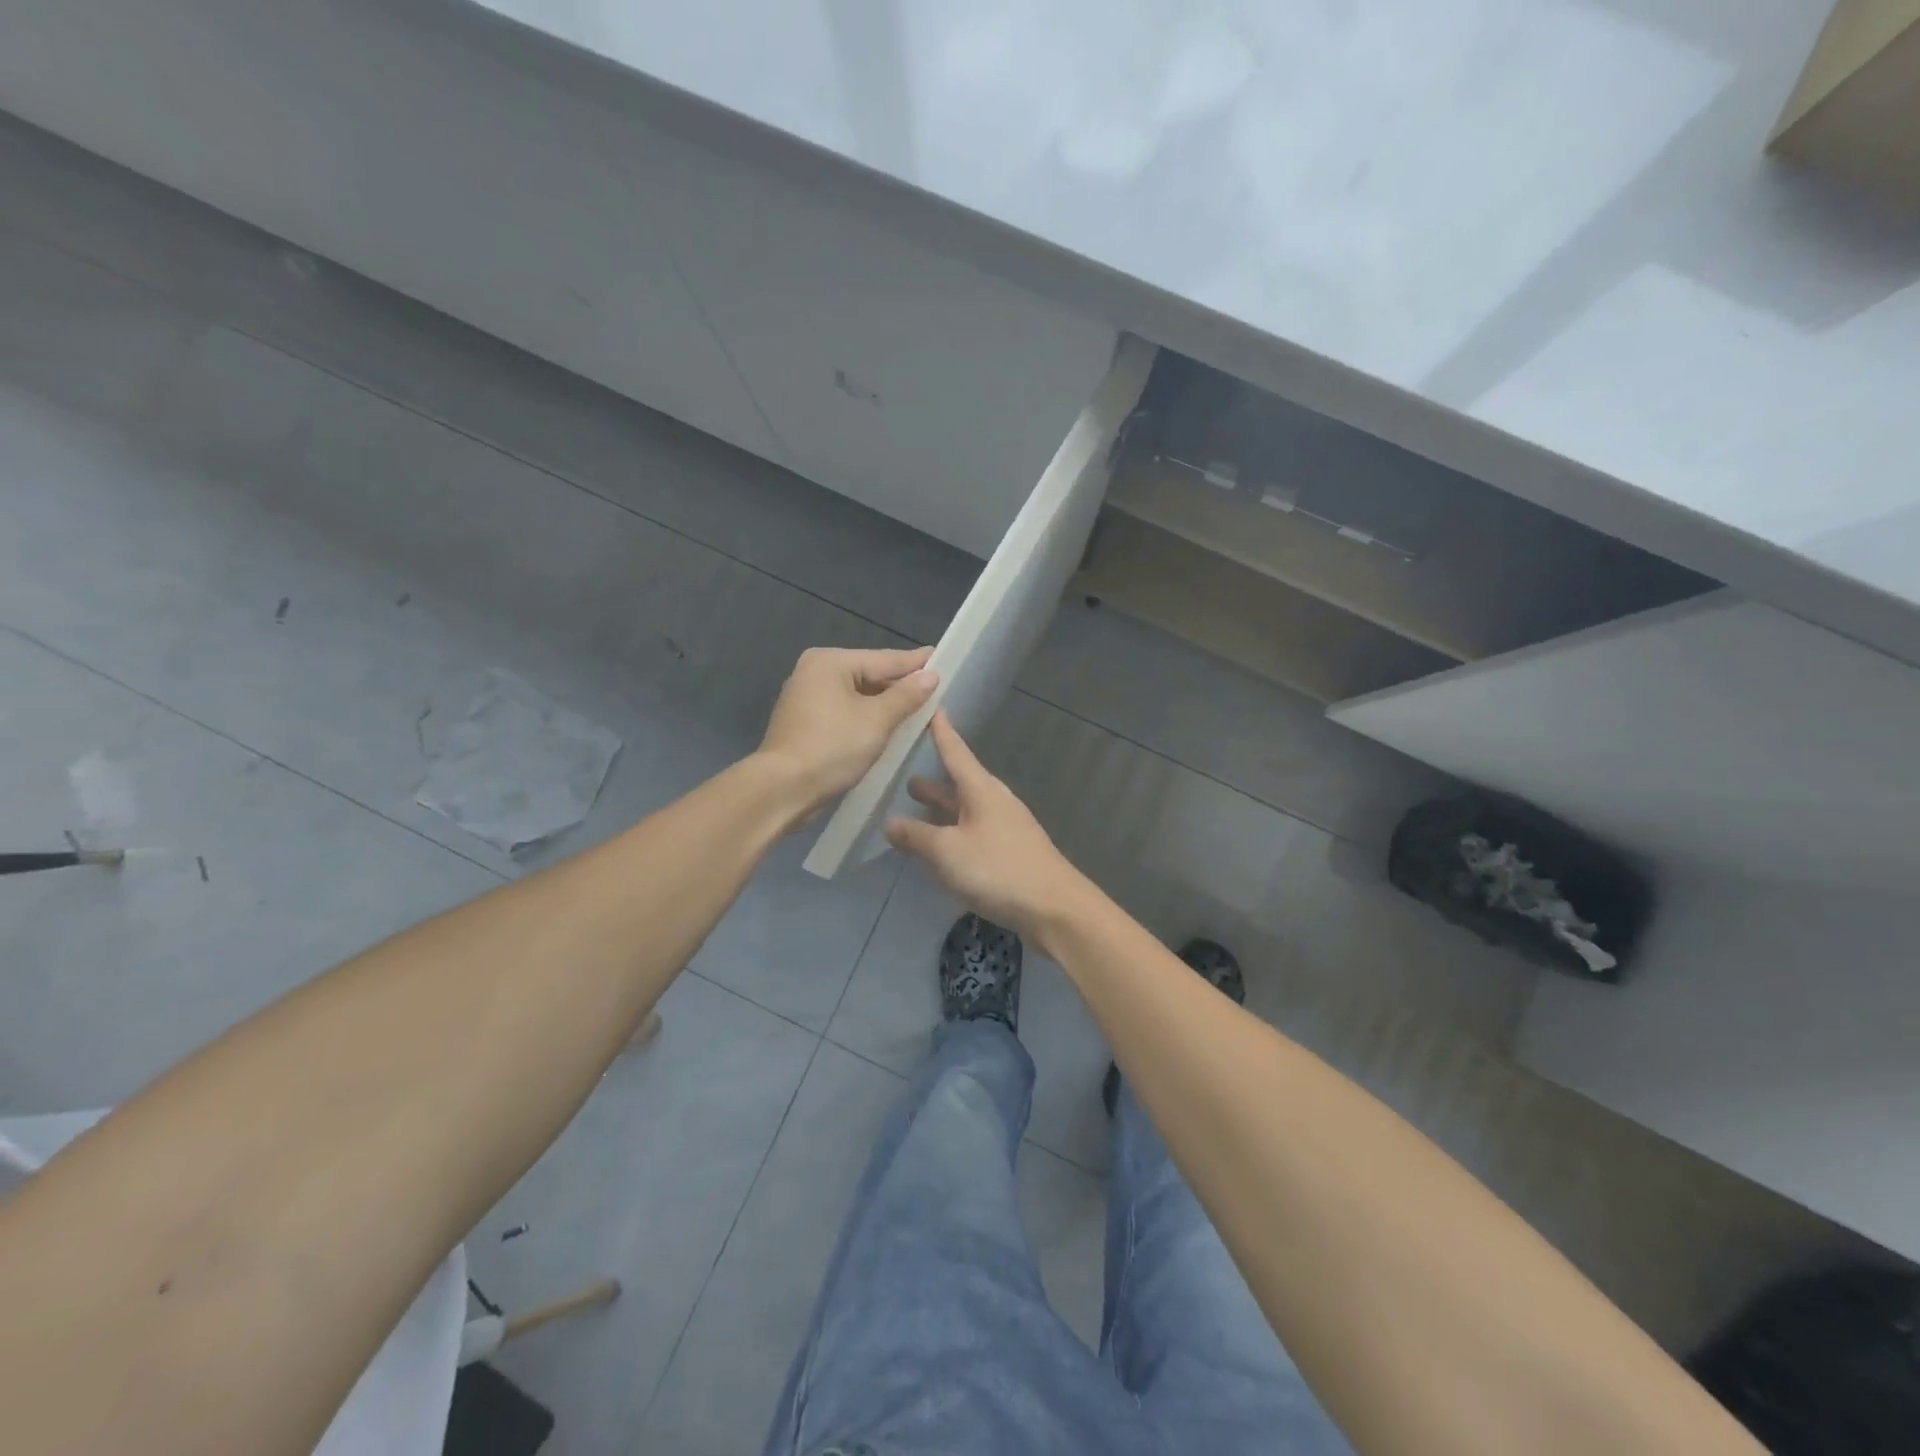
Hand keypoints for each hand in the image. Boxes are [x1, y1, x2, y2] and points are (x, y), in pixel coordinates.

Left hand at [757, 645, 938, 811]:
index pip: (884, 659)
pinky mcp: (805, 723)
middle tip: (935, 688)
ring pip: (857, 695)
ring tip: (918, 708)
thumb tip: (931, 676)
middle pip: (869, 675)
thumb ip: (906, 696)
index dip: (915, 663)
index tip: (941, 658)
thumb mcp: (877, 720)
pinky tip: (888, 727)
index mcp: (830, 662)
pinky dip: (866, 717)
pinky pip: (845, 712)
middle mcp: (814, 672)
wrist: (784, 788)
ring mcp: (806, 698)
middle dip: (900, 685)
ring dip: (885, 704)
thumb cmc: (833, 747)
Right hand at [884, 711, 1089, 940]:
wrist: (1053, 908)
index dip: (941, 731)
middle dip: (934, 780)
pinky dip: (952, 832)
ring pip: (965, 810)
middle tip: (905, 774)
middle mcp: (994, 801)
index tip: (932, 707)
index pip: (955, 751)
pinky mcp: (1009, 852)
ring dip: (941, 809)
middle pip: (959, 783)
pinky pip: (973, 832)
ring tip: (915, 807)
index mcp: (981, 790)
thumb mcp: (947, 851)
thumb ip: (916, 836)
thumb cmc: (997, 869)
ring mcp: (1005, 827)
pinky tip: (939, 848)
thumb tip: (890, 823)